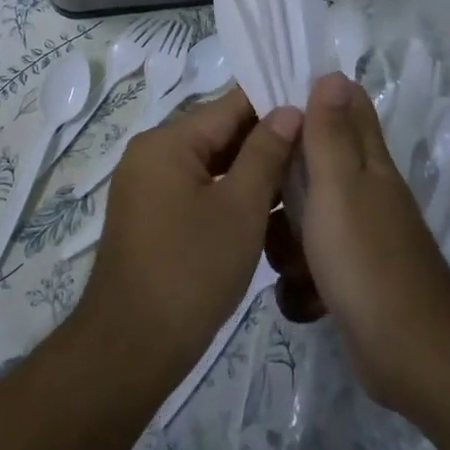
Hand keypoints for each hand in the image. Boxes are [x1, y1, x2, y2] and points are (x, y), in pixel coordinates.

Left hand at [74, 88, 300, 386]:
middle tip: (318, 147)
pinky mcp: (151, 215)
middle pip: (217, 133)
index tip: (317, 109)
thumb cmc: (191, 271)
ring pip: (210, 164)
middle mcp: (150, 153)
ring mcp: (147, 185)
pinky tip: (267, 208)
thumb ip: (265, 153)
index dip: (274, 103)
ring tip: (302, 177)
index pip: (228, 105)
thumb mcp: (240, 209)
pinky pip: (196, 189)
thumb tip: (289, 109)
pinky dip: (228, 194)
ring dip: (250, 171)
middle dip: (265, 140)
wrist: (132, 345)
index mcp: (166, 141)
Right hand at [267, 71, 449, 412]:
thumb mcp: (339, 186)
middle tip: (259, 195)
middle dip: (280, 179)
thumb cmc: (366, 259)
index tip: (264, 108)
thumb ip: (331, 133)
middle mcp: (364, 192)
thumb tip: (332, 73)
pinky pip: (310, 263)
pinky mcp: (349, 277)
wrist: (410, 356)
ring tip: (282, 258)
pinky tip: (300, 295)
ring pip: (304, 217)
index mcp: (367, 162)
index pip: (344, 107)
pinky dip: (301, 280)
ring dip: (286, 237)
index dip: (307, 97)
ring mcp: (357, 237)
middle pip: (313, 164)